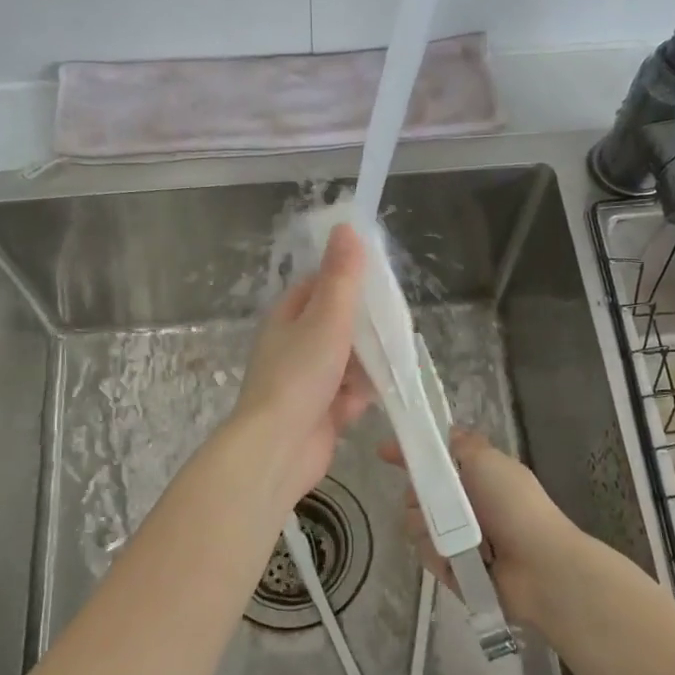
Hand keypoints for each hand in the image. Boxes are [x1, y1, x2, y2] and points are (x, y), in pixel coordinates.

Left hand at [231, 222, 373, 506]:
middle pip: (338, 325)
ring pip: (348, 361)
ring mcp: (307, 381)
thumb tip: (346, 226)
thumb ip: (341, 276)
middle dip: (366, 329)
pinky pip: (349, 395)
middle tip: (396, 328)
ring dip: (368, 365)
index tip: (382, 283)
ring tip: (392, 362)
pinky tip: (374, 398)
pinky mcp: (320, 412)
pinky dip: (362, 396)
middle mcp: (294, 345)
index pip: (321, 286)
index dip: (350, 280)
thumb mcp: (325, 318)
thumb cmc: (299, 375)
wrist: (278, 448)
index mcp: (288, 316)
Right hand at [379, 429, 583, 626]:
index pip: (434, 460)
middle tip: (429, 501)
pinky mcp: (453, 567)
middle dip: (418, 496)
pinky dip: (439, 556)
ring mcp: (459, 537)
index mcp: (476, 476)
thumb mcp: (488, 461)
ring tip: (453, 537)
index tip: (383, 452)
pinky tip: (455, 560)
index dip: (409, 455)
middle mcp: (466, 504)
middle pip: (418, 493)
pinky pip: (427, 555)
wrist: (540, 567)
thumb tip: (446, 431)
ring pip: (417, 525)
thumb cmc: (515, 506)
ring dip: (429, 528)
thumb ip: (461, 444)